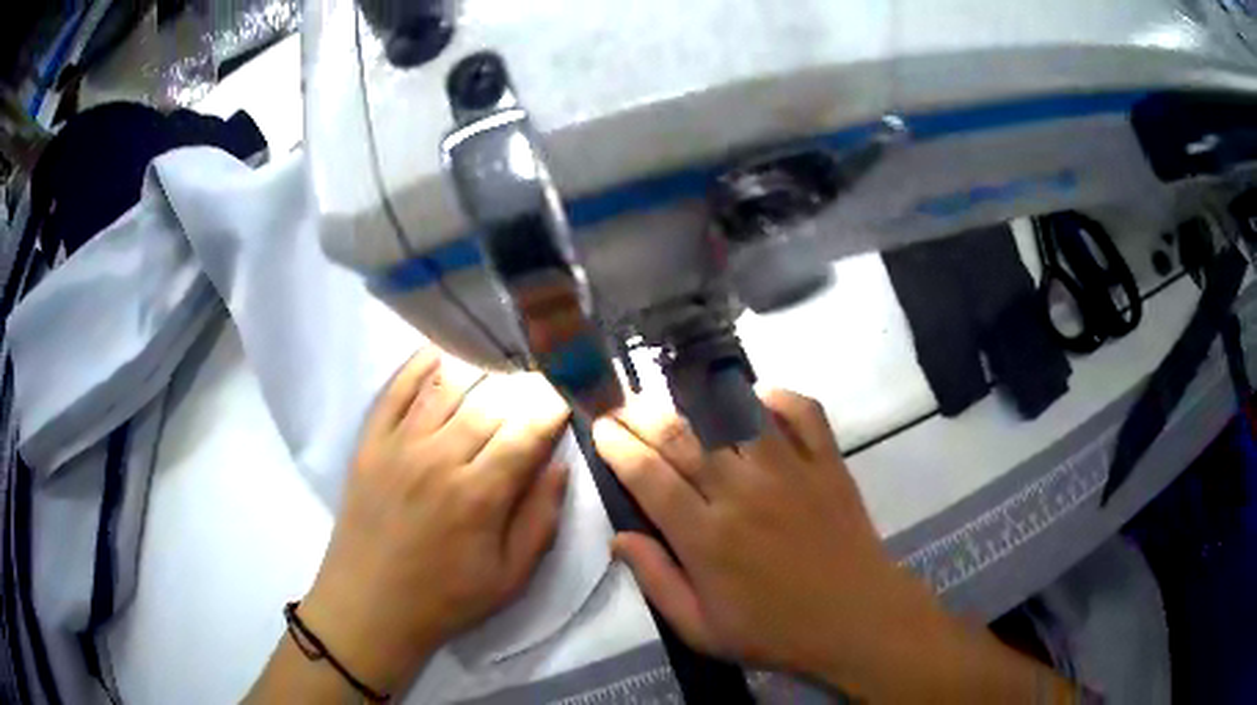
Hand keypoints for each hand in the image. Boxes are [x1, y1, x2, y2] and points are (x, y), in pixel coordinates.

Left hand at [300, 349, 570, 692]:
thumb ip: (541, 520)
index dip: (552, 408)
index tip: (568, 393)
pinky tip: (440, 351)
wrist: (370, 605)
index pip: (527, 432)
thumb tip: (560, 466)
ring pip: (445, 387)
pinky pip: (395, 390)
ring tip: (500, 360)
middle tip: (539, 377)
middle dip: (523, 384)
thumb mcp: (511, 578)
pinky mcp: (370, 443)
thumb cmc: (446, 598)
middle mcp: (439, 458)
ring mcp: (399, 445)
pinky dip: (419, 365)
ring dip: (479, 368)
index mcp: (479, 494)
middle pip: (490, 402)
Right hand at [593, 390, 1038, 700]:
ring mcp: (790, 471)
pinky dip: (778, 396)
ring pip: (734, 415)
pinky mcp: (828, 462)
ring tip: (675, 396)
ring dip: (697, 399)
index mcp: (707, 538)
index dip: (617, 446)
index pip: (648, 477)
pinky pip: (803, 411)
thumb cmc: (775, 631)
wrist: (857, 620)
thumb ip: (656, 582)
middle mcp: (742, 493)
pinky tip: (757, 398)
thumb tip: (619, 538)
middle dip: (642, 414)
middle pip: (682, 437)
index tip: (600, 428)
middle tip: (622, 405)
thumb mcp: (701, 629)